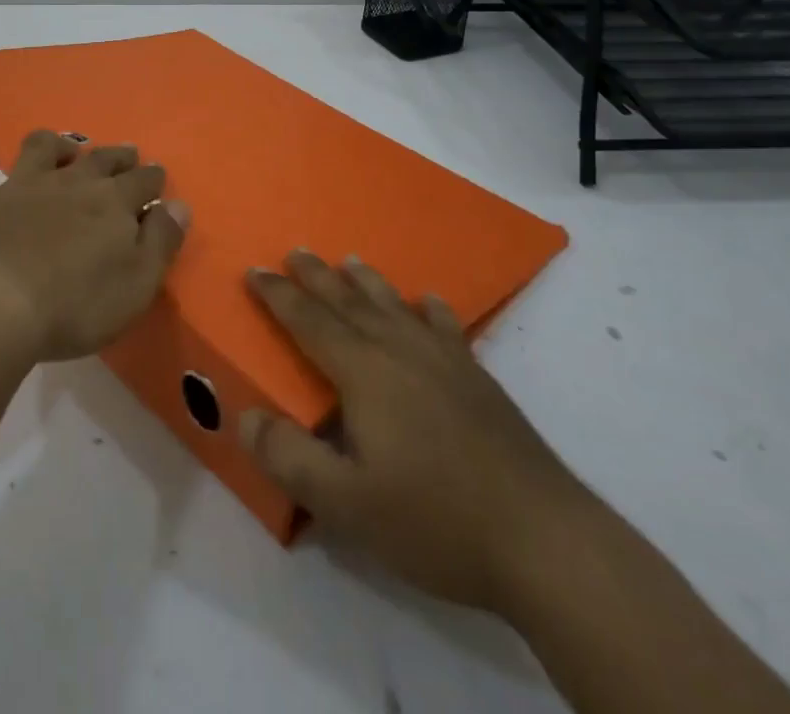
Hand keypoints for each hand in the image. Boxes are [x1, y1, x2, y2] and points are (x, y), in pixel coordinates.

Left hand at [0, 129, 190, 363]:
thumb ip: (162, 241)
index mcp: (112, 202)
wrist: (0, 310)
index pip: (143, 180)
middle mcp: (71, 182)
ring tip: (63, 153)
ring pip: (42, 146)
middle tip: (125, 156)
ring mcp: (22, 185)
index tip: (157, 180)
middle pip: (100, 157)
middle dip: (117, 155)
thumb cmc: (77, 306)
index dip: (153, 178)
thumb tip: (179, 205)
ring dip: (56, 145)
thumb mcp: (138, 284)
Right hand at [241, 250, 593, 613]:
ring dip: (366, 282)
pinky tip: (428, 302)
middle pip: (349, 302)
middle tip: (295, 251)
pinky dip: (430, 309)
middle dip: (316, 276)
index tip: (254, 271)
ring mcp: (444, 361)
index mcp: (364, 373)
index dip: (278, 296)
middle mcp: (400, 351)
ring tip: (350, 260)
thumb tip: (246, 417)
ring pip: (394, 306)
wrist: (543, 538)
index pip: (309, 322)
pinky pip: (445, 327)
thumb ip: (291, 459)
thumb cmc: (436, 520)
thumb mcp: (347, 505)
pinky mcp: (479, 379)